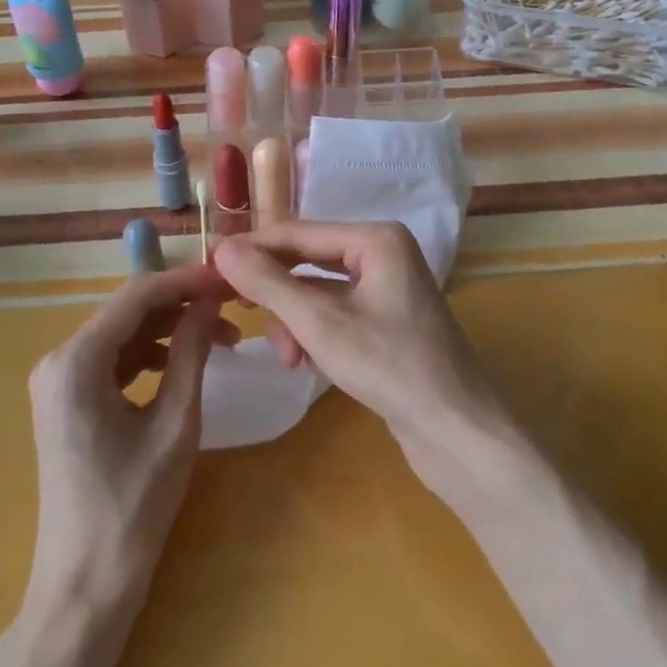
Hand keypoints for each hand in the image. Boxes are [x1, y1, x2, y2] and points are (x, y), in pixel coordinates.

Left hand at [24, 266, 237, 615]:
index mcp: (76, 361)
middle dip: (181, 305)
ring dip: (169, 330)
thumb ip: (192, 352)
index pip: (137, 296)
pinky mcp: (66, 401)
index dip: (186, 281)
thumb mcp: (174, 424)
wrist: (85, 587)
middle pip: (127, 311)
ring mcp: (58, 381)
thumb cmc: (133, 508)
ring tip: (222, 339)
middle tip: (233, 308)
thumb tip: (210, 300)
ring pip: (122, 333)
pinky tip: (183, 364)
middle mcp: (57, 360)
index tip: (230, 278)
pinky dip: (149, 356)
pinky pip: (112, 360)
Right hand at [213, 221, 510, 493]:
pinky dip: (316, 334)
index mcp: (375, 238)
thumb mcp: (320, 324)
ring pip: (319, 292)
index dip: (251, 249)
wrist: (458, 432)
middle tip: (237, 312)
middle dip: (276, 293)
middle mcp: (383, 253)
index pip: (297, 233)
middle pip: (308, 261)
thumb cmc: (390, 367)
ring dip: (295, 321)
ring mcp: (387, 288)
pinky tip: (306, 363)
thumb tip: (221, 249)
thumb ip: (268, 283)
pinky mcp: (387, 321)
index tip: (208, 266)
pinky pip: (336, 314)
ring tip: (287, 357)